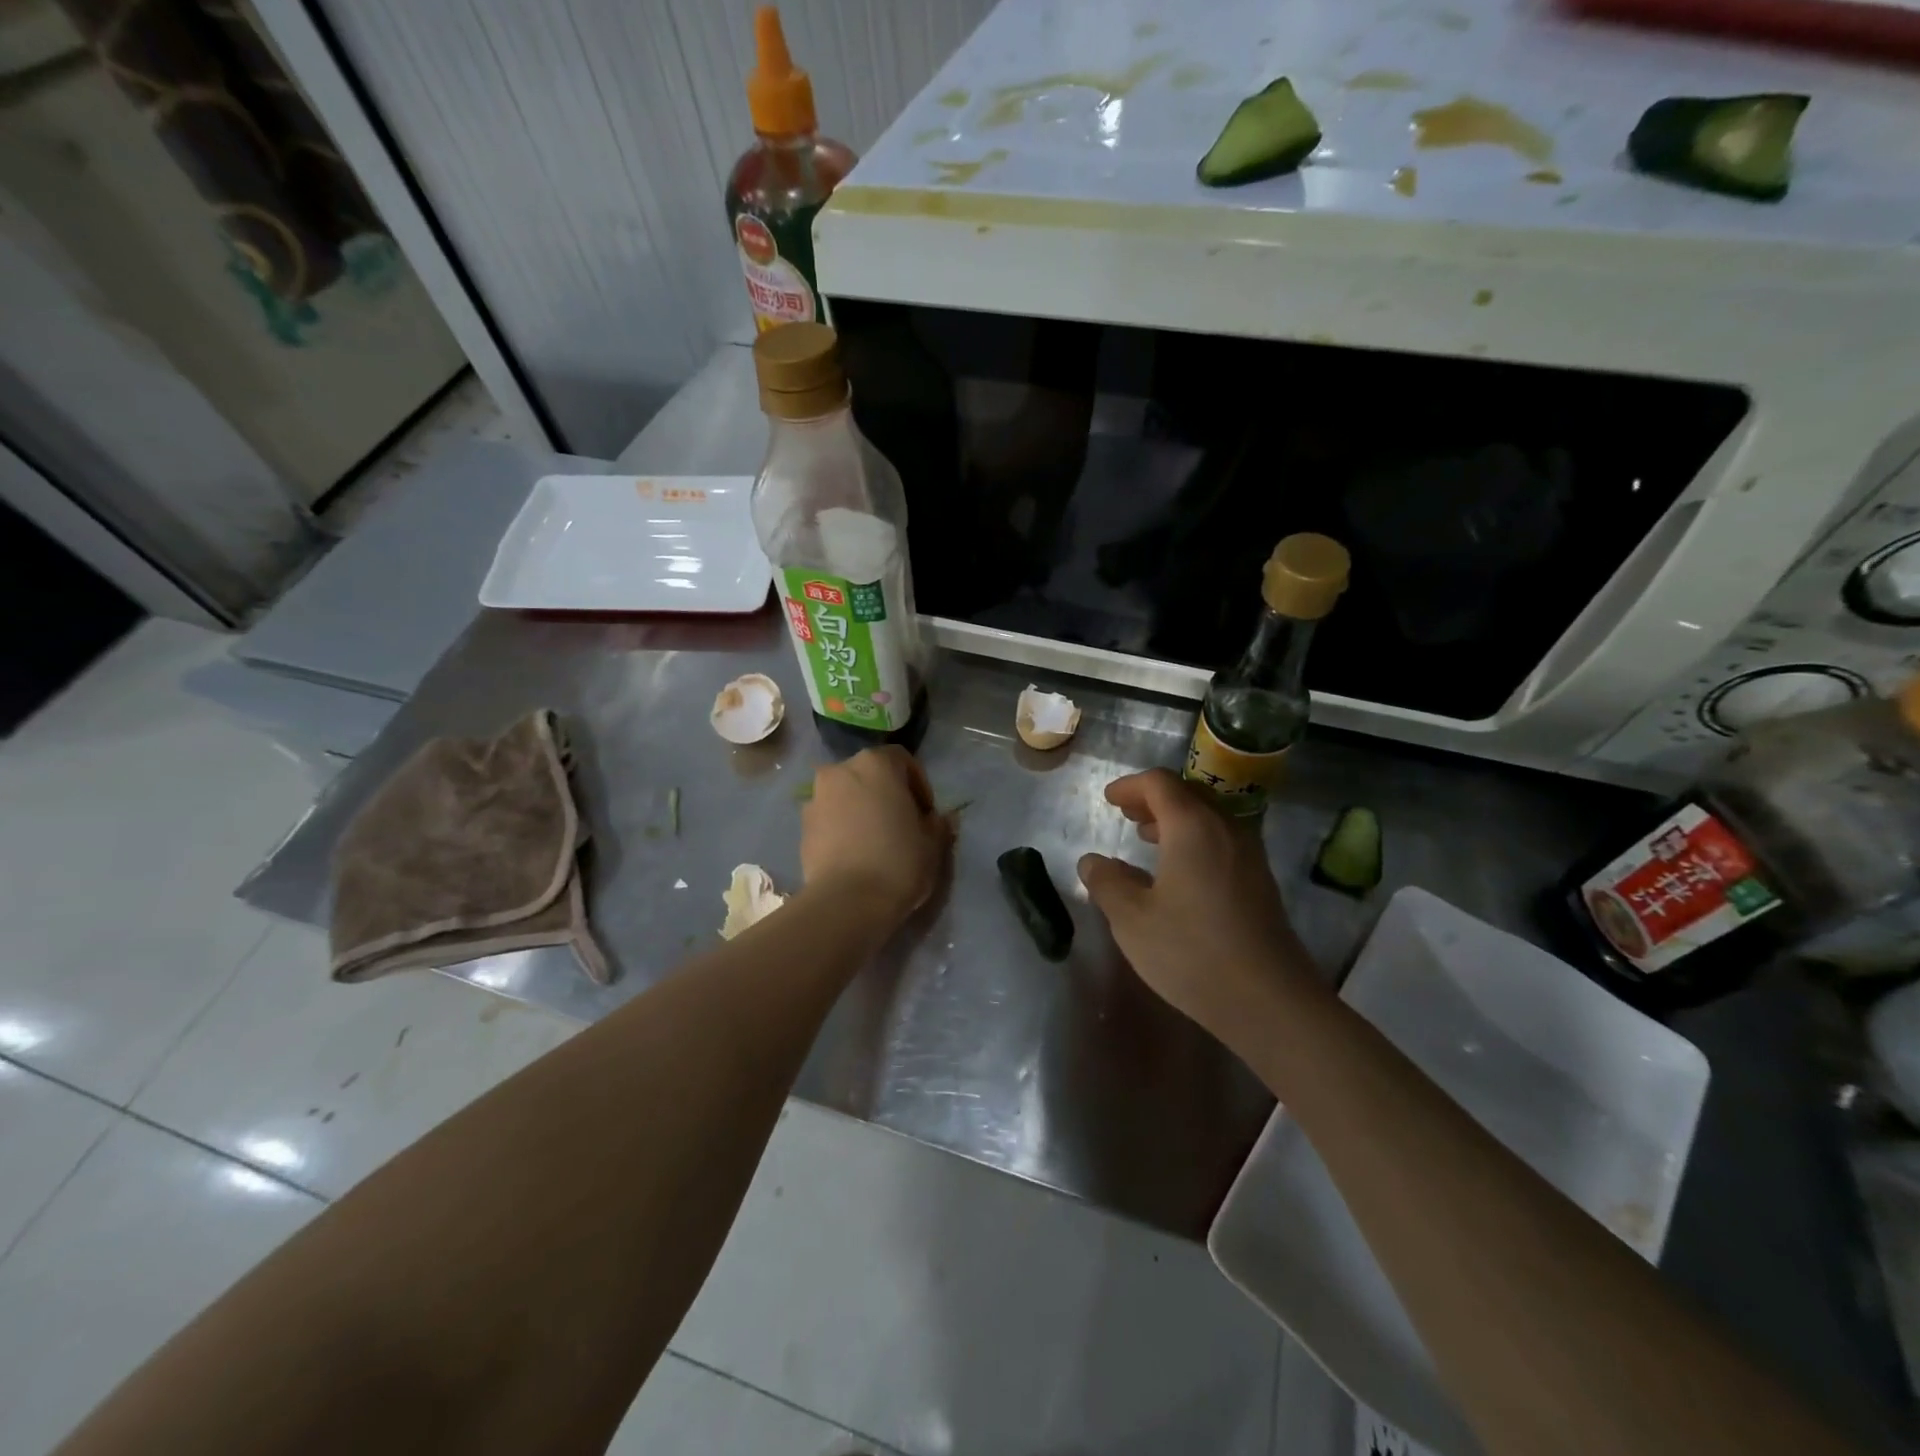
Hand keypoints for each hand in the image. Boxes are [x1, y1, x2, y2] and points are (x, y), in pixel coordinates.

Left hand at [800, 746, 950, 926]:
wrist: (846, 901)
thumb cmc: (898, 861)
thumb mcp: (933, 843)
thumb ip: (938, 824)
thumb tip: (939, 819)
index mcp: (876, 764)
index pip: (902, 759)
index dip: (918, 784)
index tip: (926, 813)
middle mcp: (841, 771)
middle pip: (869, 774)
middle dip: (886, 794)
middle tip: (901, 824)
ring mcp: (816, 798)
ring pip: (846, 795)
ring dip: (861, 809)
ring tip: (875, 841)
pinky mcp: (802, 827)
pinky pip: (829, 818)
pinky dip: (842, 828)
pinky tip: (855, 855)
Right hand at [1078, 769, 1317, 1044]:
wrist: (1270, 1001)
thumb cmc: (1192, 952)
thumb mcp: (1131, 919)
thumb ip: (1107, 882)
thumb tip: (1092, 861)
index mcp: (1192, 827)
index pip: (1159, 784)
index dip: (1130, 786)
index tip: (1109, 800)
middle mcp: (1226, 829)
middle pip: (1188, 794)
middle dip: (1153, 799)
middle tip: (1127, 815)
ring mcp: (1249, 855)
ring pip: (1209, 818)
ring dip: (1176, 820)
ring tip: (1149, 839)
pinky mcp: (1261, 881)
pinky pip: (1222, 841)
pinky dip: (1195, 840)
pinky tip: (1180, 873)